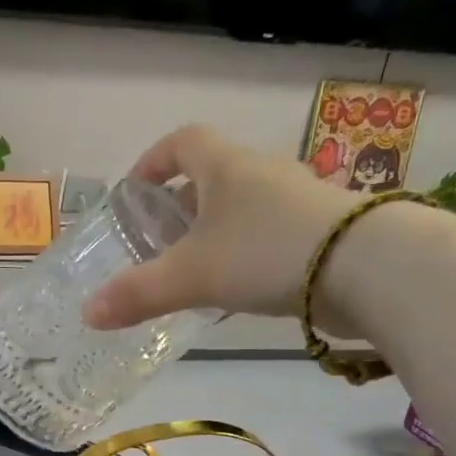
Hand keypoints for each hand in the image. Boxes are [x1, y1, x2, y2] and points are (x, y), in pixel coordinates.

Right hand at [83, 125, 356, 331]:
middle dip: (182, 204)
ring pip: (244, 207)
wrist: (367, 267)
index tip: (136, 191)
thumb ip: (138, 293)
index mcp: (226, 168)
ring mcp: (298, 200)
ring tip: (196, 269)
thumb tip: (88, 313)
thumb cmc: (265, 253)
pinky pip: (271, 233)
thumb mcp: (191, 276)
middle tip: (160, 241)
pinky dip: (248, 251)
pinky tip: (241, 286)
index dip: (154, 161)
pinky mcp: (323, 230)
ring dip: (216, 230)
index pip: (183, 142)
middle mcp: (263, 174)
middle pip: (213, 176)